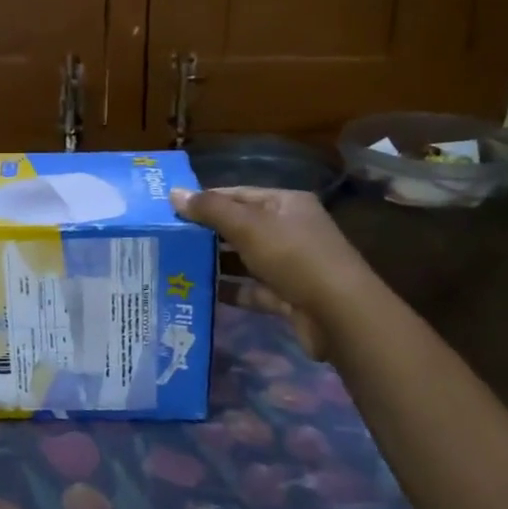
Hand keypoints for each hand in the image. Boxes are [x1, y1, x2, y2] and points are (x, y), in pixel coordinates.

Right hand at [169, 186, 371, 354]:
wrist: (339, 314)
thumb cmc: (294, 257)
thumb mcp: (249, 226)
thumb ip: (210, 210)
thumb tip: (173, 194)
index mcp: (285, 203)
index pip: (239, 194)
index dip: (206, 200)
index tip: (171, 211)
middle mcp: (290, 230)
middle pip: (241, 226)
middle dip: (207, 233)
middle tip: (168, 240)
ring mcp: (290, 265)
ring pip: (244, 260)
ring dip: (216, 263)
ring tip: (177, 266)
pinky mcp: (287, 296)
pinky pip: (252, 289)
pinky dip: (230, 290)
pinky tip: (201, 293)